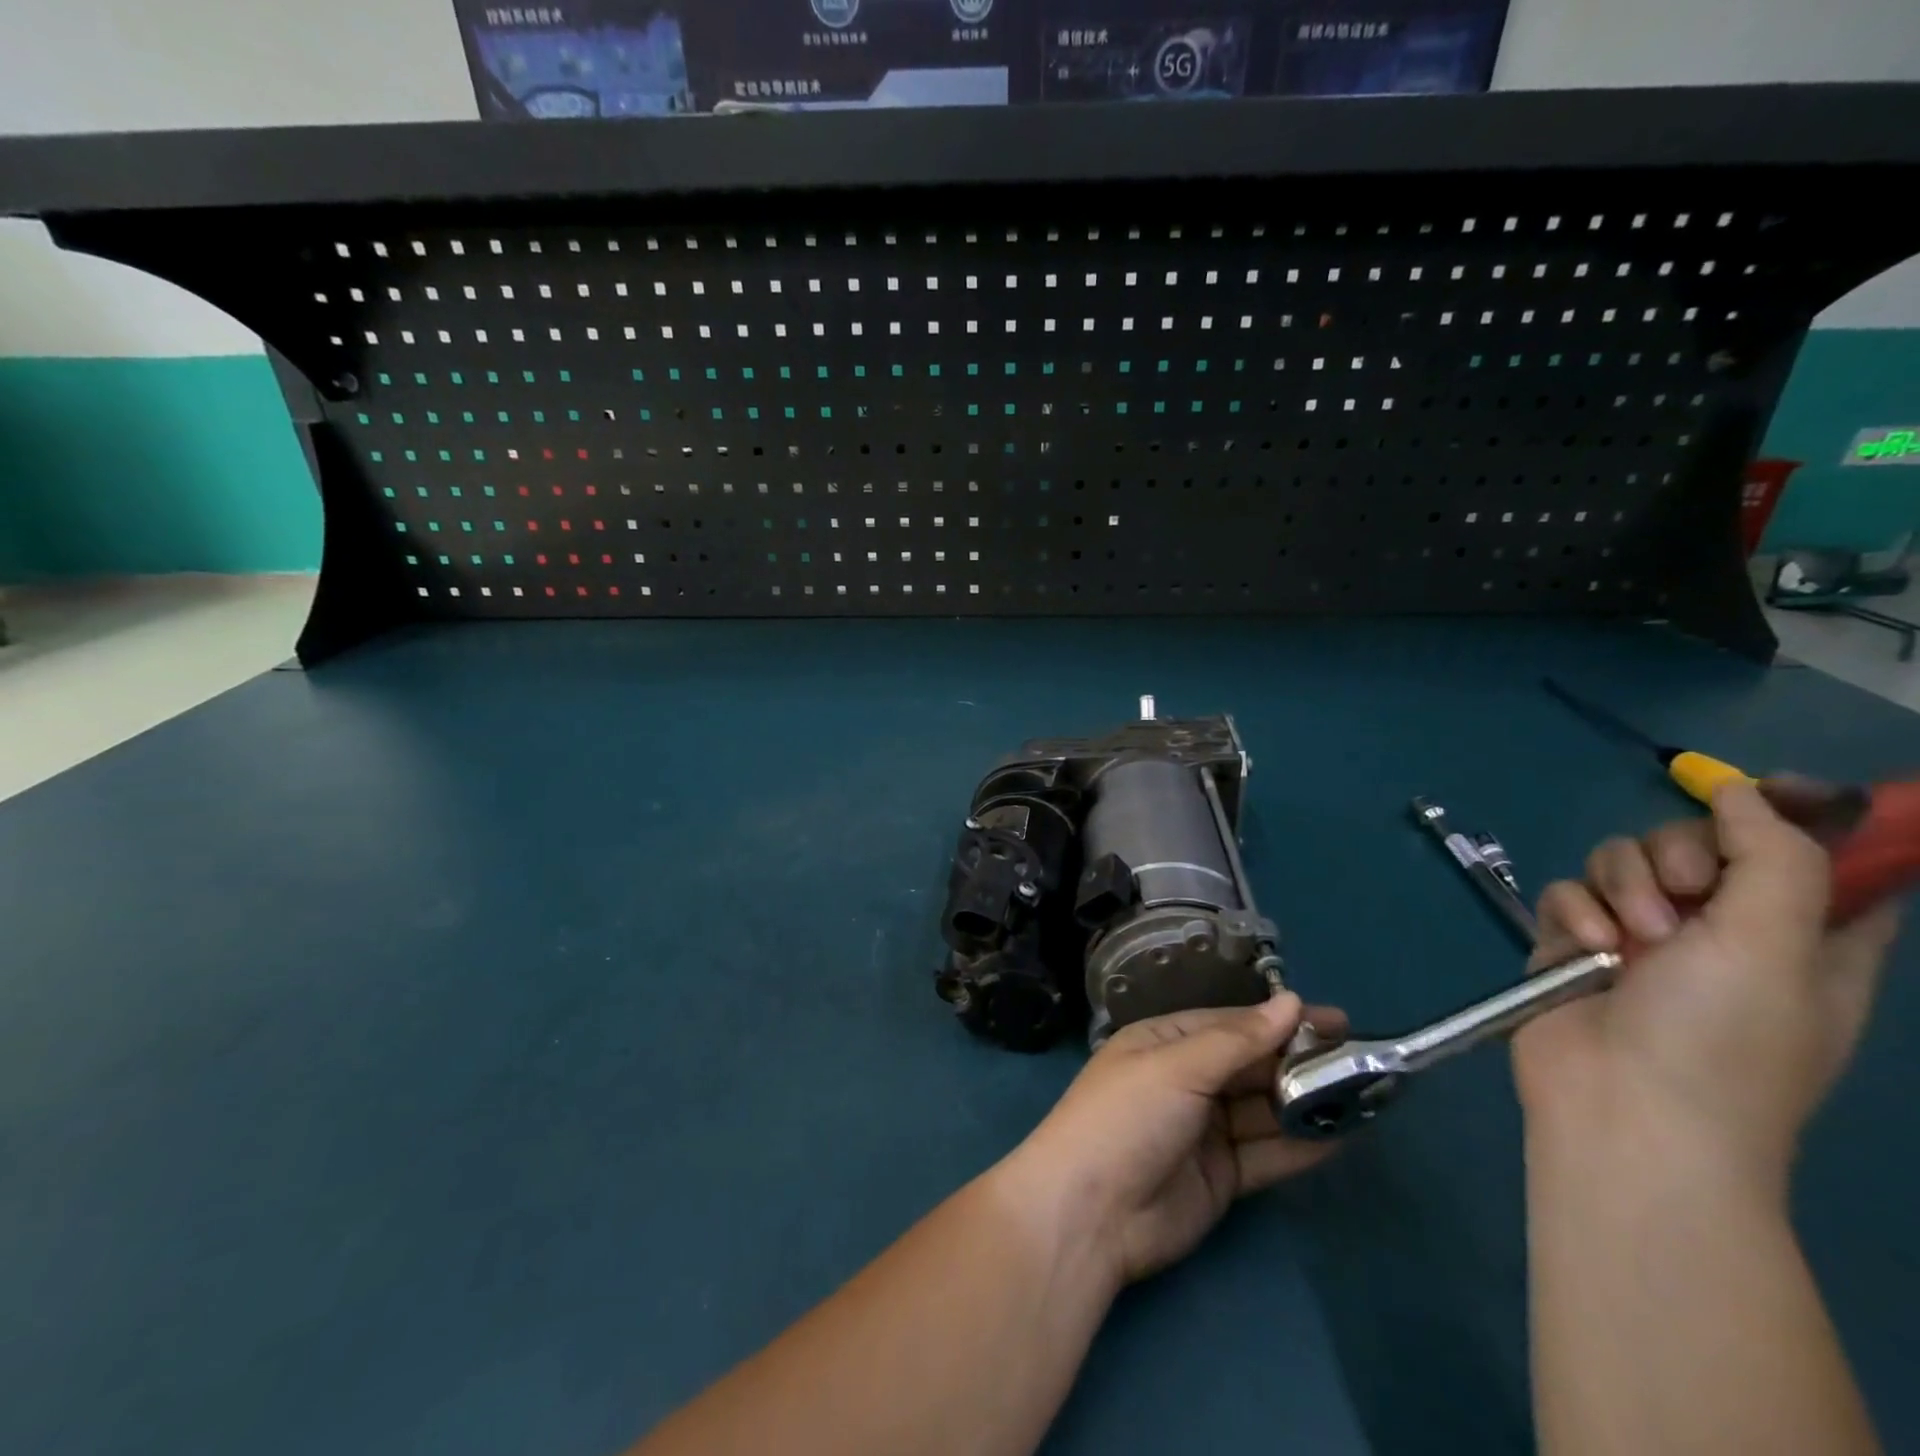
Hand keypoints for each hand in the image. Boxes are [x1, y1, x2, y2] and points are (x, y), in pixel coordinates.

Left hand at [1004, 994, 1347, 1287]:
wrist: (1091, 1213)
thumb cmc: (1127, 1117)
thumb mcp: (1178, 1067)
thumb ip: (1238, 1040)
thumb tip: (1291, 1001)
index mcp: (1164, 1042)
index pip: (1230, 1023)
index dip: (1279, 1020)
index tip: (1333, 1019)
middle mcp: (1185, 1080)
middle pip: (1250, 1065)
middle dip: (1299, 1061)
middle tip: (1362, 1059)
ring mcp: (1204, 1130)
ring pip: (1263, 1109)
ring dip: (1306, 1102)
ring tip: (1365, 1093)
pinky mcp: (1221, 1177)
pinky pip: (1267, 1154)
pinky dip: (1301, 1146)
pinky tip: (1342, 1135)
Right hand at [1513, 779, 1899, 1191]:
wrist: (1623, 1108)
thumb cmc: (1725, 1039)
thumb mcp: (1776, 944)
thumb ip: (1772, 856)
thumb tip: (1746, 790)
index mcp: (1799, 936)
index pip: (1811, 857)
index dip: (1790, 818)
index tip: (1756, 793)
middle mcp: (1720, 928)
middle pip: (1693, 842)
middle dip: (1675, 855)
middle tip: (1680, 895)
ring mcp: (1640, 935)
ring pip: (1619, 860)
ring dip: (1620, 888)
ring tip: (1625, 941)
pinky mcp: (1574, 941)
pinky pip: (1567, 892)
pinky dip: (1574, 914)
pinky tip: (1584, 951)